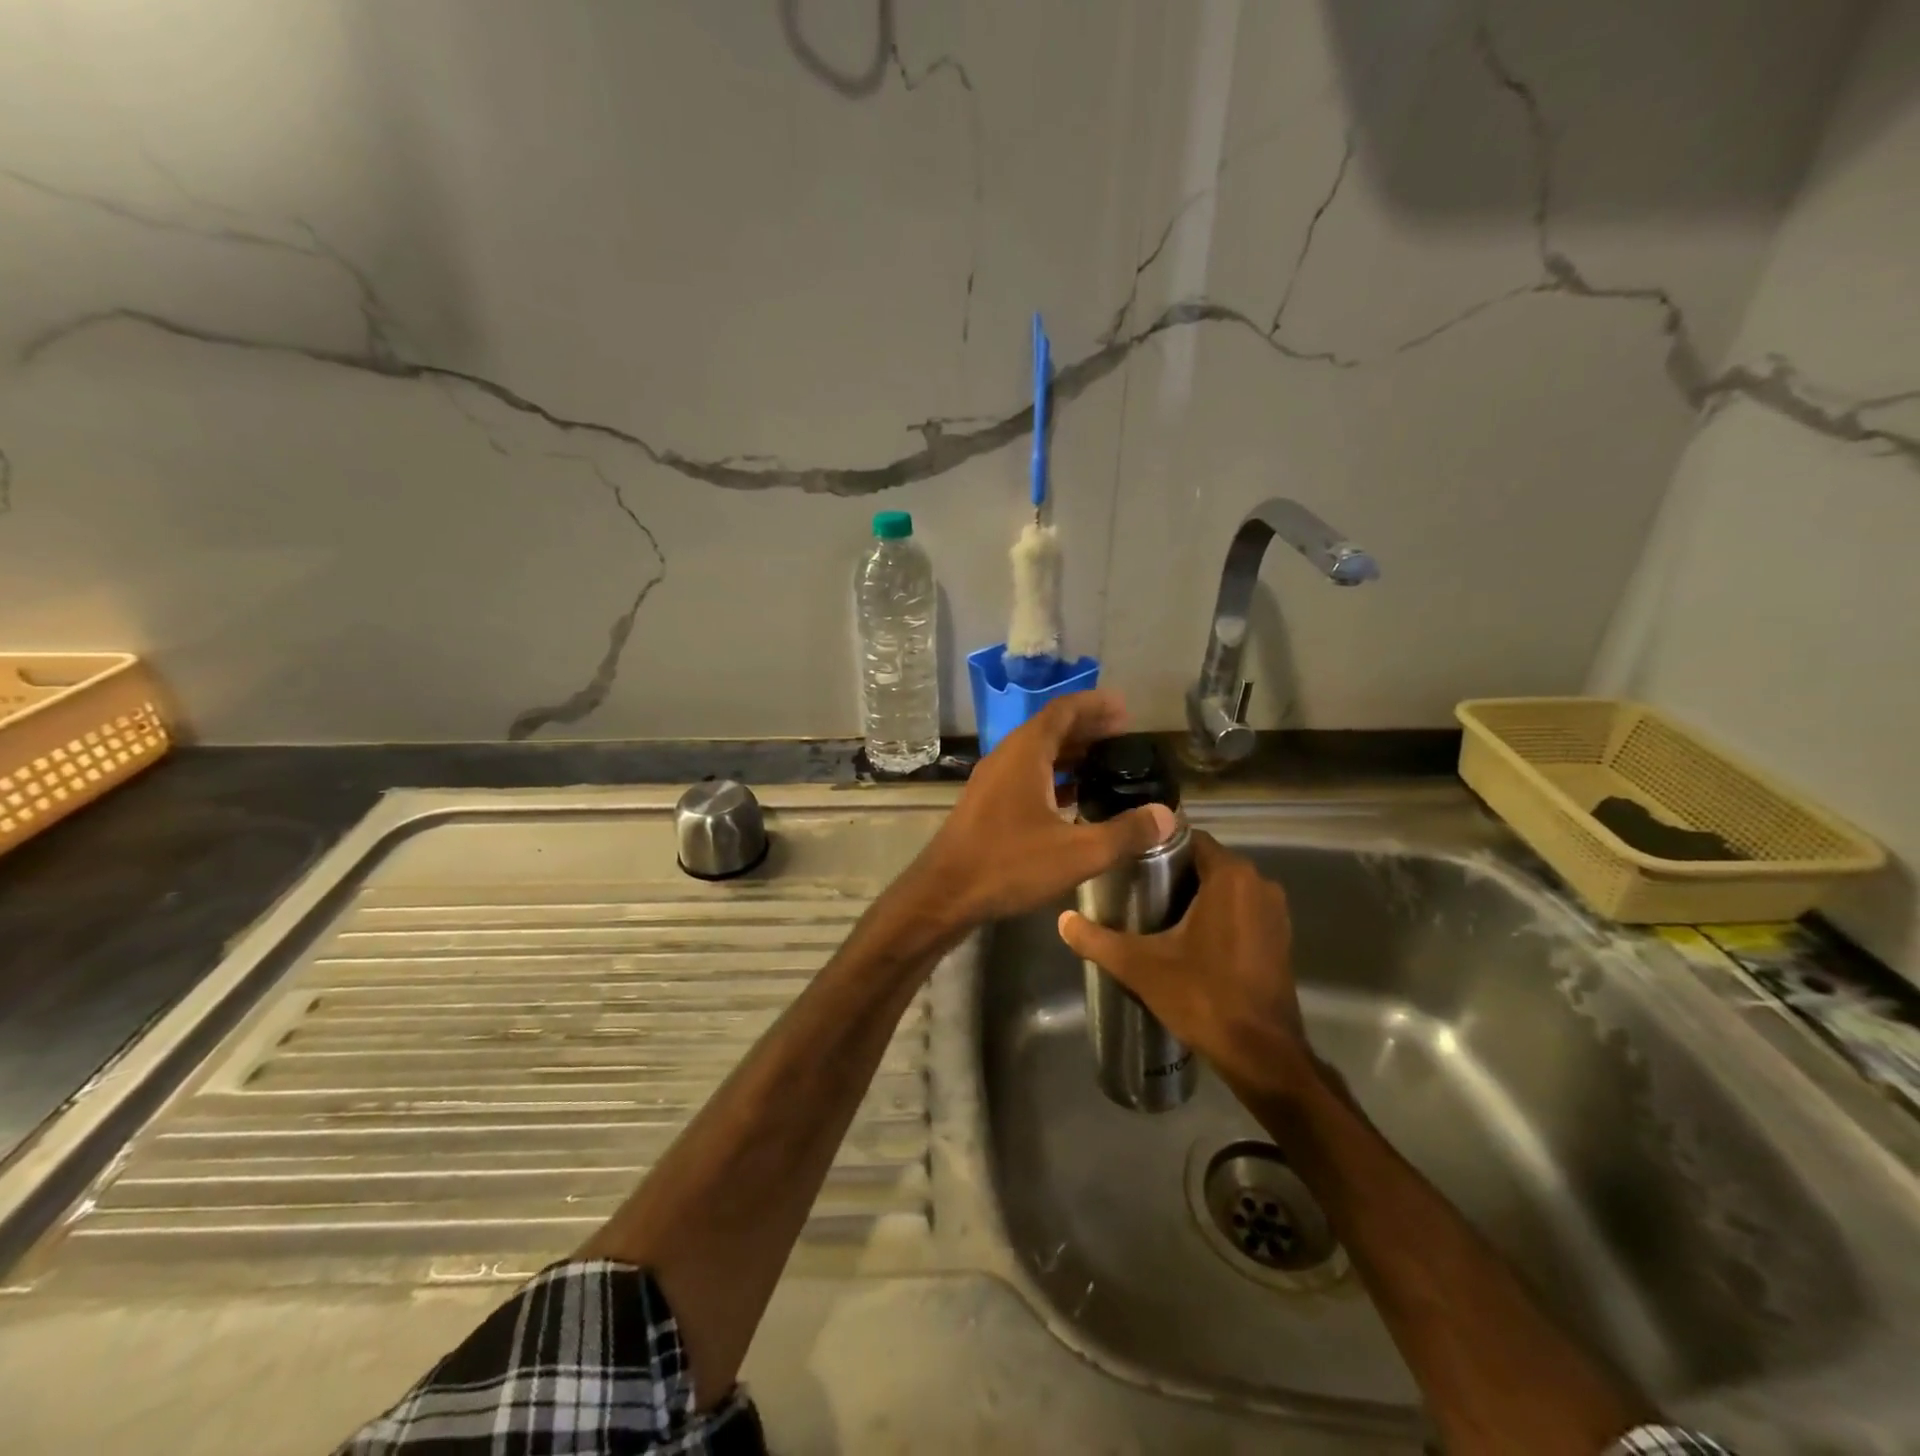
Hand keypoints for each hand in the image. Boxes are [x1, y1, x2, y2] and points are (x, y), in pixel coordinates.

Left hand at [911, 691, 1175, 927]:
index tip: (1125, 708)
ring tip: (1105, 764)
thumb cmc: (1008, 864)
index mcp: (1025, 753)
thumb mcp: (1077, 852)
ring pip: (1037, 753)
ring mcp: (992, 780)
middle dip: (1087, 728)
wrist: (944, 893)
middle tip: (1123, 735)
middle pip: (1050, 729)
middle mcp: (1006, 757)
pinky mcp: (987, 803)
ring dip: (1070, 753)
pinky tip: (1073, 798)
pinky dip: (1053, 776)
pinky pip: (1026, 775)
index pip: (1063, 710)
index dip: (1095, 705)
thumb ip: (1125, 833)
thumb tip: (1167, 816)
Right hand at [1058, 830, 1312, 1095]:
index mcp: (1230, 877)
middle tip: (1134, 890)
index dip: (1157, 847)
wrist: (1261, 1054)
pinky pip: (1242, 910)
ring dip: (1196, 895)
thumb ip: (1097, 940)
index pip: (1189, 839)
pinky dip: (1218, 915)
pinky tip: (1189, 939)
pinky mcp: (1280, 938)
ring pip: (1225, 888)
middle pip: (1206, 862)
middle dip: (1173, 873)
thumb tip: (1063, 920)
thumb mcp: (1140, 966)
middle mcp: (1259, 884)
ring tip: (1156, 914)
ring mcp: (1274, 912)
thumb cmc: (1203, 997)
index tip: (1129, 862)